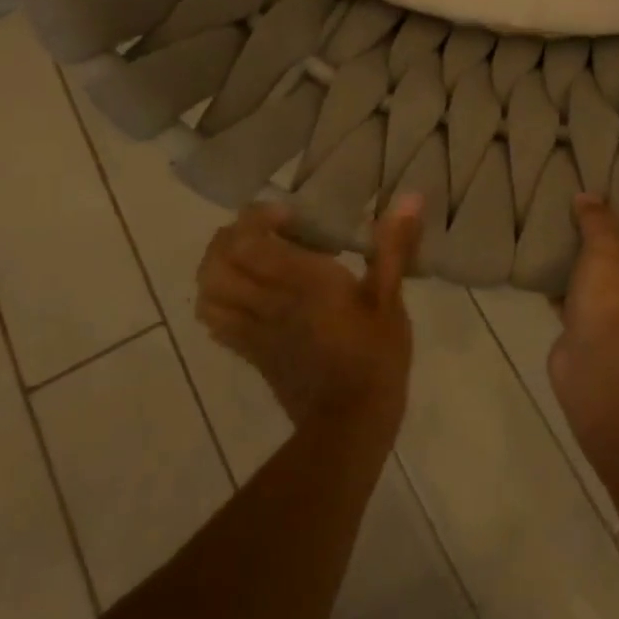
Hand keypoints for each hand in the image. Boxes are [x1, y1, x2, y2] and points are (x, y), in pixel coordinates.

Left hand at [197, 197, 424, 429]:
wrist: (350, 422)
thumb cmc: (375, 358)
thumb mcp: (390, 300)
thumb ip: (393, 247)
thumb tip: (410, 196)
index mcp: (302, 282)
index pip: (248, 239)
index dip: (257, 218)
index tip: (290, 216)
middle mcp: (268, 300)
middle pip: (218, 259)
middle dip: (233, 235)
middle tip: (266, 232)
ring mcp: (253, 328)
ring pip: (208, 288)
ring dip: (219, 265)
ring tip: (249, 258)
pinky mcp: (250, 352)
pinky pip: (215, 320)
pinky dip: (219, 299)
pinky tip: (246, 294)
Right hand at [549, 194, 618, 384]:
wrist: (594, 365)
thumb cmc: (618, 301)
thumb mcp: (608, 249)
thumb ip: (599, 221)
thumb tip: (587, 196)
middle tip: (612, 234)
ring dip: (601, 284)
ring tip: (578, 252)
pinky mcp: (604, 346)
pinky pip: (590, 316)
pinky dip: (575, 303)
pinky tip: (553, 280)